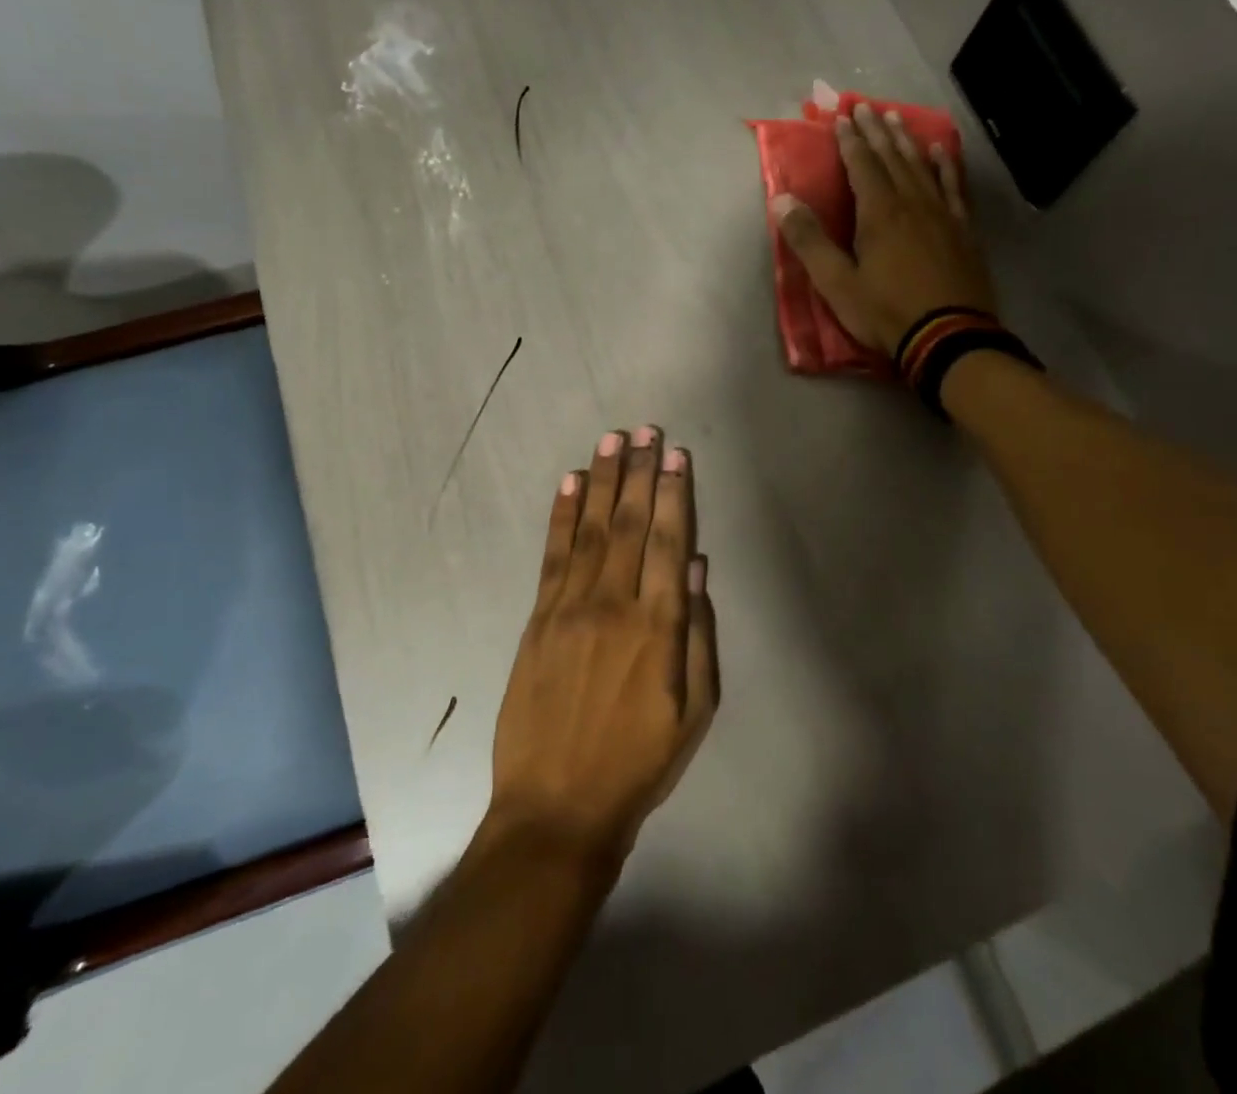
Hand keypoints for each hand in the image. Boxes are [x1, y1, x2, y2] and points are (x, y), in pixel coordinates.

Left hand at [488, 426, 717, 864]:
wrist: (556, 807)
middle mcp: (613, 605)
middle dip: (641, 472)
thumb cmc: (638, 763)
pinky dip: (563, 516)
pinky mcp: (537, 619)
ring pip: (592, 529)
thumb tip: (698, 568)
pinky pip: (553, 555)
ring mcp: (569, 608)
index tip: (677, 455)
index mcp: (657, 627)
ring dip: (603, 480)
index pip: (670, 542)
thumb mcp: (694, 712)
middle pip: (631, 524)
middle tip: (647, 429)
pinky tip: (571, 483)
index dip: (675, 494)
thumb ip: (699, 635)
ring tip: (613, 440)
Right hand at [771, 101, 997, 355]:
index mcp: (878, 213)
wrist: (948, 336)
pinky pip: (953, 187)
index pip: (861, 165)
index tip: (841, 117)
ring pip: (921, 166)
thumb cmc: (886, 312)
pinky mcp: (962, 229)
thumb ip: (809, 241)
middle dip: (875, 131)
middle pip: (891, 157)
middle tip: (866, 106)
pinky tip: (941, 151)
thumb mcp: (836, 283)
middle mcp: (911, 202)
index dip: (849, 140)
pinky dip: (945, 165)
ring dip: (906, 141)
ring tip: (896, 118)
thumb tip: (781, 200)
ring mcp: (941, 214)